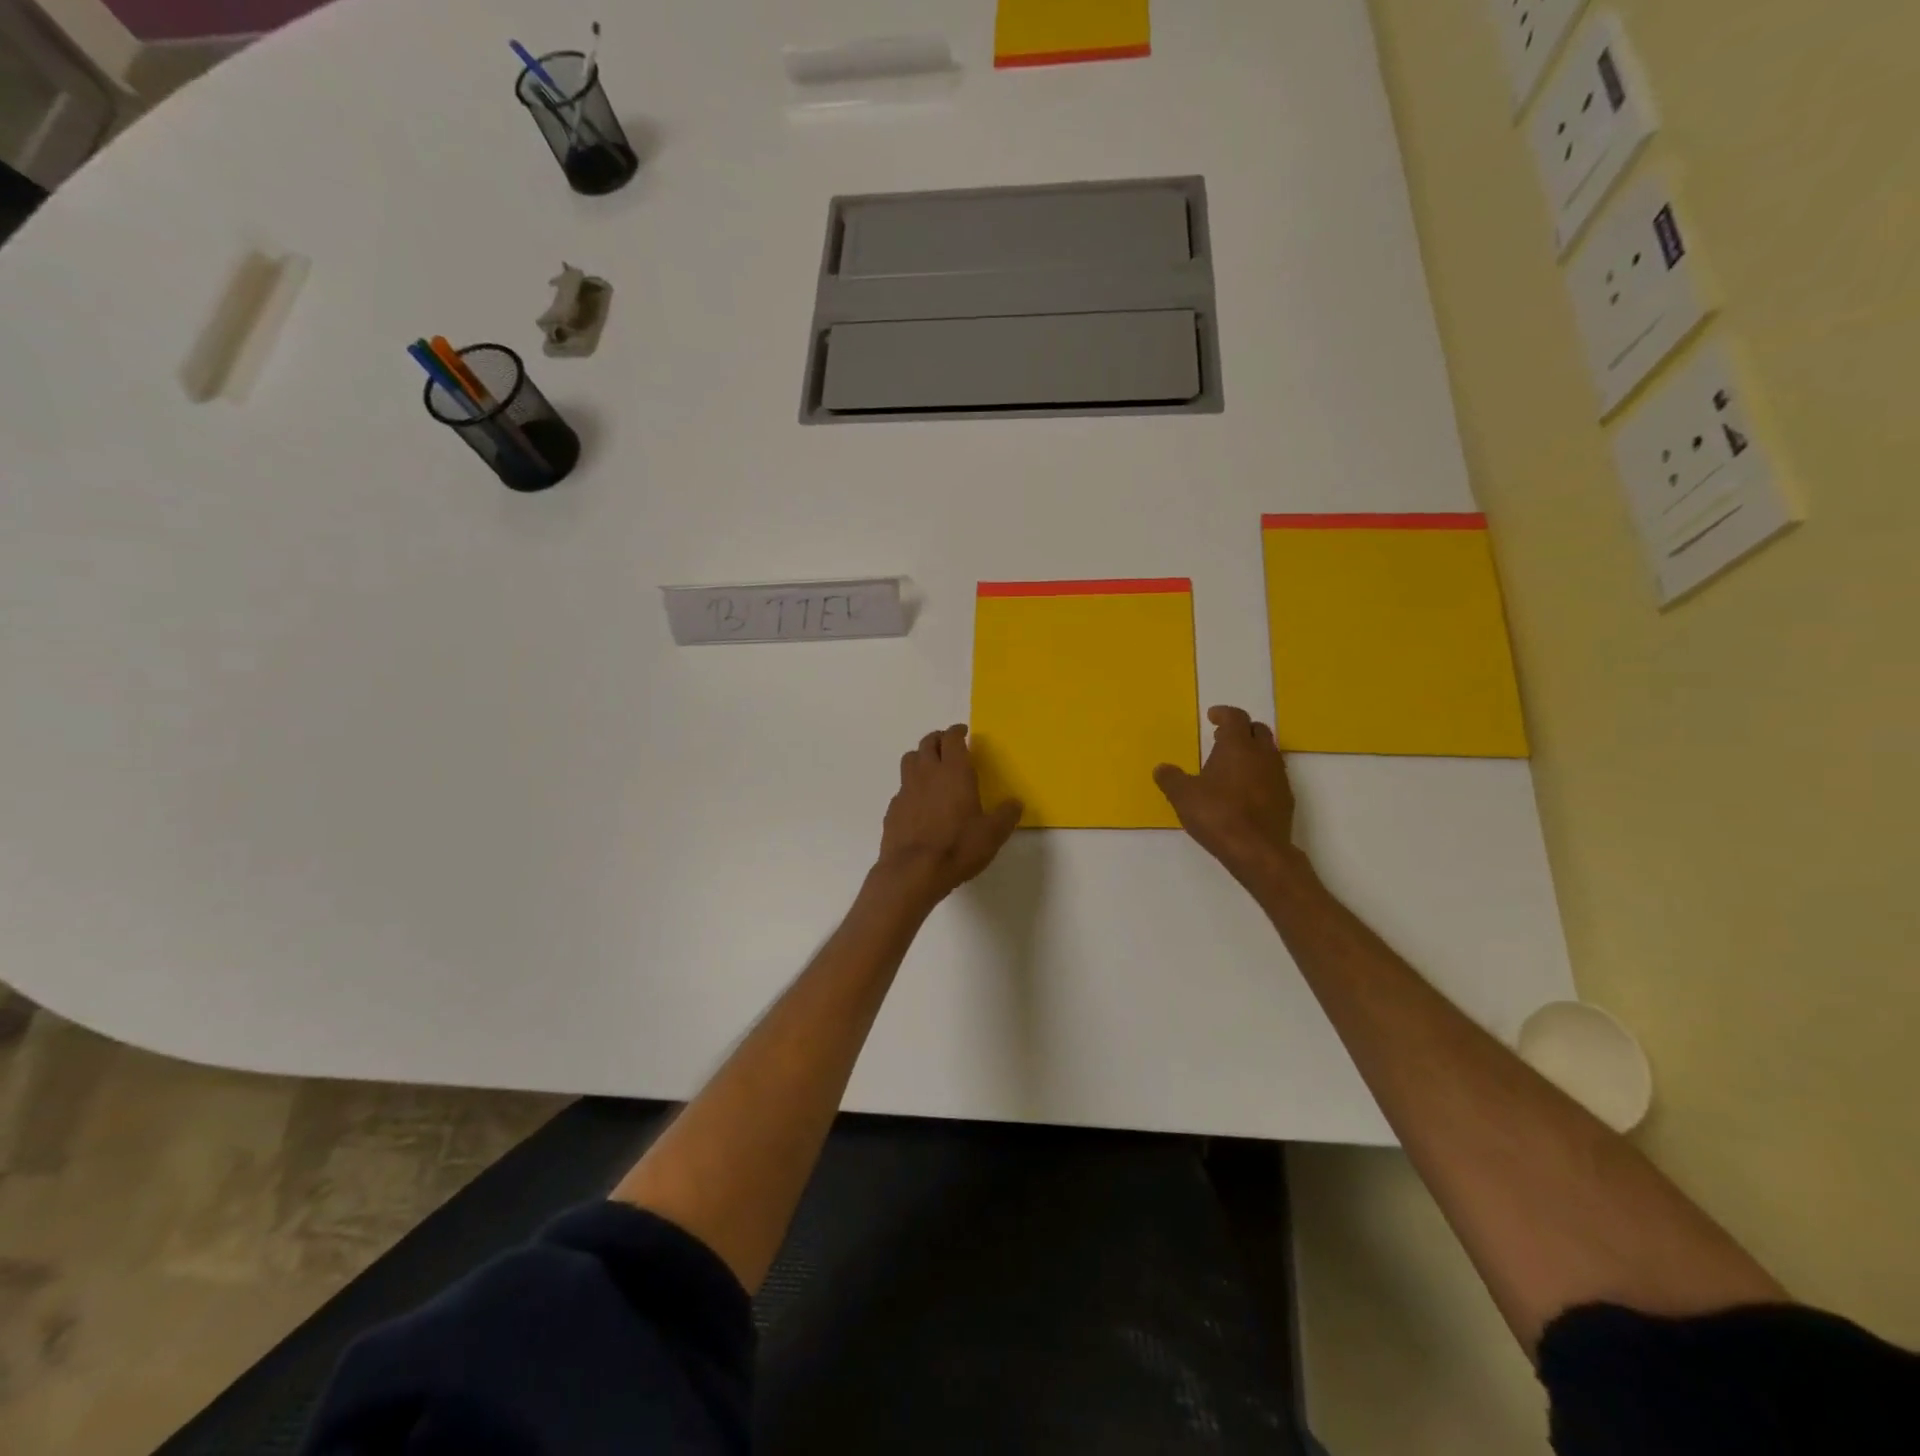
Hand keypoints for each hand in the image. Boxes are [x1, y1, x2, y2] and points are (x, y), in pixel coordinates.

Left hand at [876, 725, 1022, 908]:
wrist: (913, 871)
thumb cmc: (958, 847)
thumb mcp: (993, 834)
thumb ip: (1006, 815)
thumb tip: (1015, 803)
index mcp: (954, 771)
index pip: (952, 739)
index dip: (957, 731)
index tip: (963, 732)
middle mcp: (927, 773)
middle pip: (927, 743)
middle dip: (938, 739)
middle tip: (947, 745)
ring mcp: (906, 790)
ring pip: (909, 760)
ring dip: (920, 757)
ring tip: (930, 767)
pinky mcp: (893, 809)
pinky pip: (902, 788)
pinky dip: (911, 787)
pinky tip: (918, 802)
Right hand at [1154, 706, 1305, 890]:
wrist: (1258, 851)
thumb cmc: (1218, 814)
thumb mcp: (1182, 796)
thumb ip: (1170, 778)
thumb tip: (1162, 768)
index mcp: (1237, 746)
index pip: (1235, 717)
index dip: (1223, 713)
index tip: (1212, 716)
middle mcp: (1262, 755)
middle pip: (1257, 730)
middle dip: (1240, 730)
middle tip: (1221, 737)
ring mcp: (1278, 777)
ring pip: (1268, 753)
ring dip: (1251, 752)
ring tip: (1231, 765)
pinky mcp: (1286, 799)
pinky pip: (1273, 776)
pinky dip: (1259, 774)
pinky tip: (1245, 791)